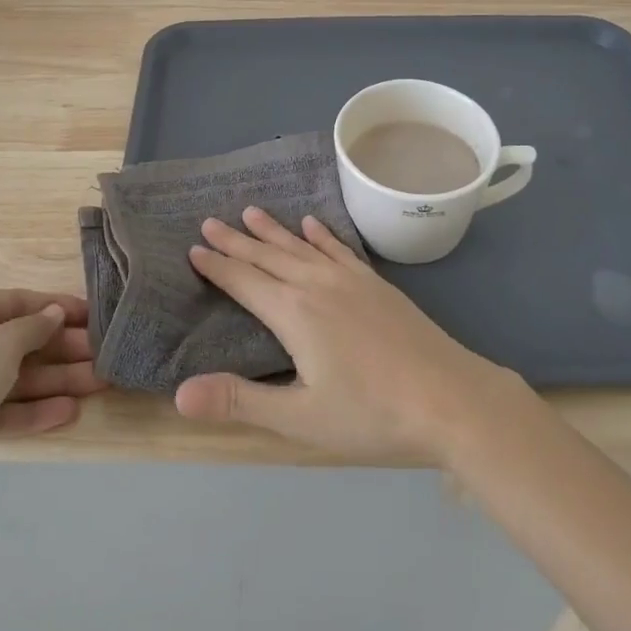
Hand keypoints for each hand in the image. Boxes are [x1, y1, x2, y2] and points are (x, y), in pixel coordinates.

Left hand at [0, 289, 104, 511]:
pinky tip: (69, 413)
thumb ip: (34, 328)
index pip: (18, 302)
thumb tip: (54, 314)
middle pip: (20, 342)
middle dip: (63, 350)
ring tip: (100, 384)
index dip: (57, 307)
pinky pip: (3, 409)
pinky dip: (34, 410)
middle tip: (104, 356)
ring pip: (15, 377)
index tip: (94, 315)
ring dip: (56, 381)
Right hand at [173, 208, 523, 459]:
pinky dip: (321, 234)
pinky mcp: (375, 283)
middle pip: (267, 256)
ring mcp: (349, 279)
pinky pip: (339, 248)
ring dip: (273, 230)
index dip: (217, 265)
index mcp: (293, 313)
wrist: (450, 398)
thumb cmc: (372, 414)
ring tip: (250, 211)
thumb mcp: (300, 419)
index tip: (194, 247)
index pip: (244, 281)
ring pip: (300, 246)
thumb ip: (239, 402)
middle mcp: (316, 284)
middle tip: (210, 221)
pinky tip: (313, 223)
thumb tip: (180, 393)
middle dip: (236, 240)